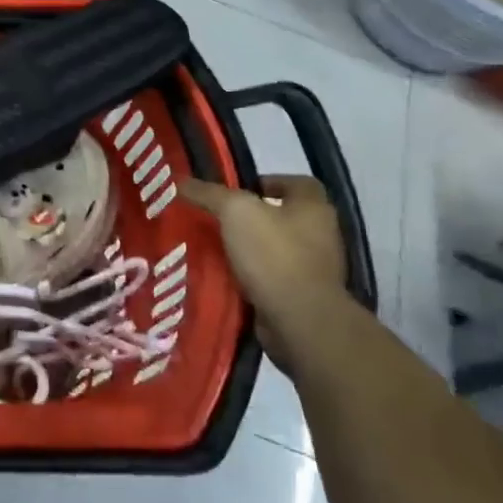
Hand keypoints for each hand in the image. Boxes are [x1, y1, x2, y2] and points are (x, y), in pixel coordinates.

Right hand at [182, 174, 345, 365]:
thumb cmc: (274, 254)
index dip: (268, 182)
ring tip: (213, 247)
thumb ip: (209, 193)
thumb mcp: (235, 212)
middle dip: (251, 218)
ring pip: (274, 250)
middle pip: (282, 217)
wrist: (300, 321)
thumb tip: (181, 180)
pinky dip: (250, 277)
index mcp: (314, 207)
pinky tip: (223, 276)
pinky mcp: (302, 298)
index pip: (296, 183)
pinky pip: (270, 279)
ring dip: (248, 249)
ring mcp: (314, 269)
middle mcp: (320, 235)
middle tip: (216, 218)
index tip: (237, 190)